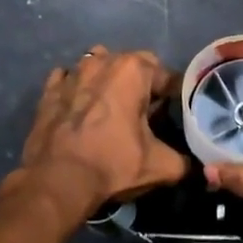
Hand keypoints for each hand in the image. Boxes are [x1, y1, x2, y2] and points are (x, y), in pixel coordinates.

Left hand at [13, 46, 186, 220]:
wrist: (57, 181)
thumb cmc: (112, 164)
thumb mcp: (162, 166)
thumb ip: (185, 160)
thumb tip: (194, 163)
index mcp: (133, 70)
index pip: (167, 76)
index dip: (174, 97)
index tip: (175, 116)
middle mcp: (102, 61)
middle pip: (133, 65)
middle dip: (142, 84)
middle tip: (146, 112)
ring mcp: (72, 73)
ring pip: (98, 66)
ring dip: (108, 80)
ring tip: (112, 107)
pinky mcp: (48, 91)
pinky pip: (68, 80)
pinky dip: (77, 89)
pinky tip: (80, 108)